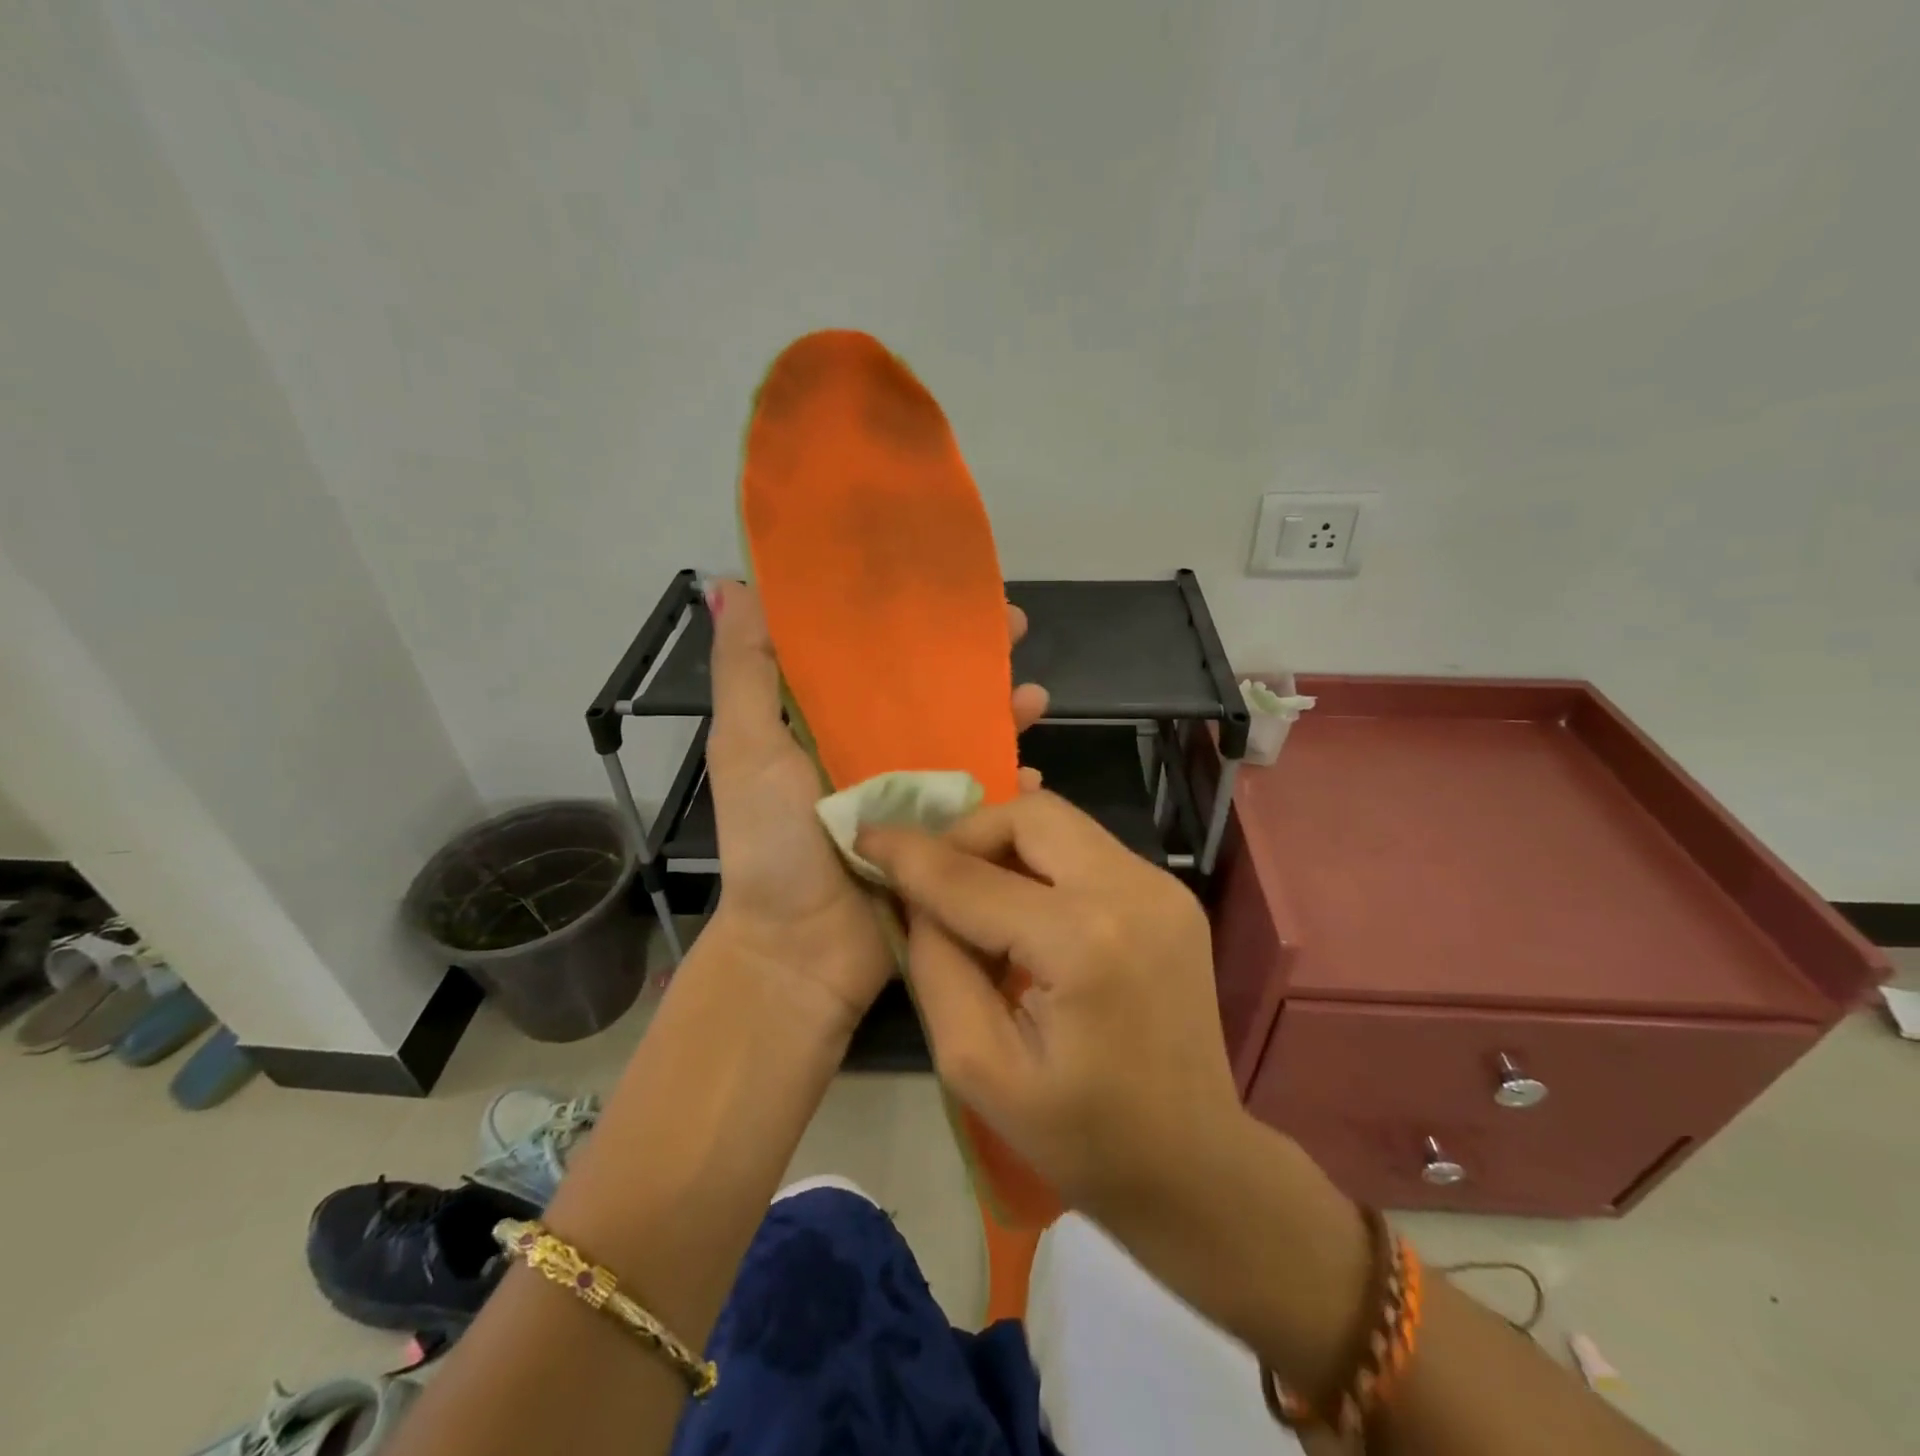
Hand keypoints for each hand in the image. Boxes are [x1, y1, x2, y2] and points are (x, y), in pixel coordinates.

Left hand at [703, 579, 1048, 1036]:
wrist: (802, 950)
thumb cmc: (771, 842)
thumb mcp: (746, 748)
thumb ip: (745, 672)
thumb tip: (732, 584)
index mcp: (826, 722)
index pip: (871, 651)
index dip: (906, 614)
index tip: (944, 582)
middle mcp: (873, 749)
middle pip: (932, 688)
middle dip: (974, 656)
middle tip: (1016, 625)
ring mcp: (913, 793)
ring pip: (969, 737)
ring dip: (1004, 712)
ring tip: (1036, 696)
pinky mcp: (942, 834)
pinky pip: (986, 800)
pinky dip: (1013, 785)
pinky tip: (1037, 772)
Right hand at [857, 792, 1243, 1213]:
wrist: (1195, 1165)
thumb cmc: (1081, 1137)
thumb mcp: (978, 1067)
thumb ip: (936, 965)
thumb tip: (916, 894)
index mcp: (1083, 943)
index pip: (973, 878)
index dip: (910, 855)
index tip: (866, 837)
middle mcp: (1131, 892)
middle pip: (1030, 815)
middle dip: (969, 833)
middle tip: (935, 876)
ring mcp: (1161, 887)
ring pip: (1061, 823)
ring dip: (1006, 845)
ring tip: (977, 895)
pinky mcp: (1170, 894)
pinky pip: (1088, 849)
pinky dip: (1043, 863)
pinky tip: (1026, 908)